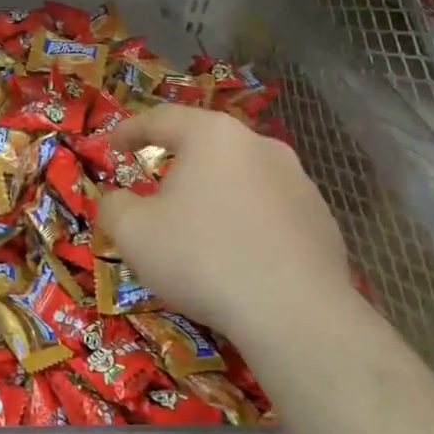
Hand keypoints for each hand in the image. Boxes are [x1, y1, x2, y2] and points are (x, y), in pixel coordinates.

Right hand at [97, 105, 363, 364]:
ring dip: (216, 193)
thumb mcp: (133, 233)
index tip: (112, 146)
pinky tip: (237, 256)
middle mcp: (260, 146)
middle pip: (207, 145)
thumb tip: (117, 201)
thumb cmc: (202, 258)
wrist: (295, 315)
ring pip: (242, 177)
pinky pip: (271, 211)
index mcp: (213, 136)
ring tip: (198, 227)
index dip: (130, 130)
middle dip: (177, 163)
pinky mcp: (322, 221)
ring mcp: (299, 182)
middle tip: (155, 187)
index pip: (161, 119)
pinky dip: (247, 223)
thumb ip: (114, 206)